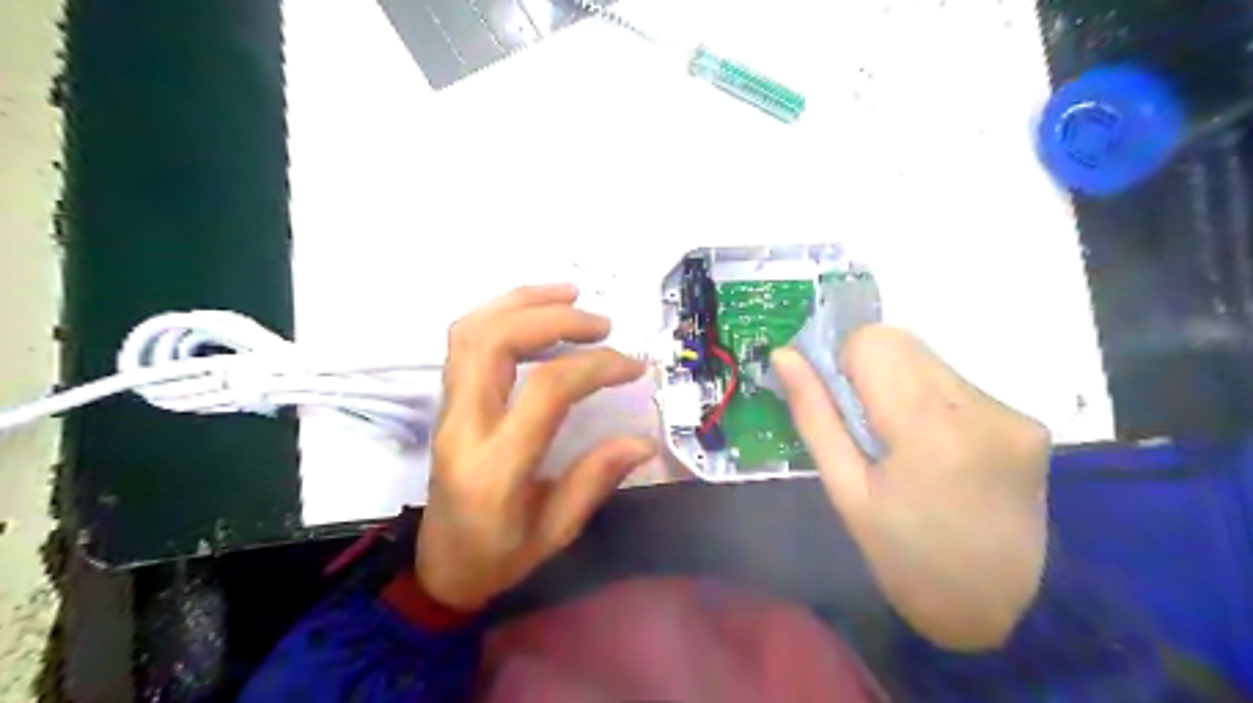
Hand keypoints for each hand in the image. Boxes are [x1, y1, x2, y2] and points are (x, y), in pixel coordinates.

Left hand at [417, 282, 656, 612]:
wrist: (439, 568)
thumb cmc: (499, 557)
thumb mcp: (556, 532)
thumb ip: (596, 480)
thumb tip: (642, 440)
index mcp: (495, 468)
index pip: (545, 391)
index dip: (594, 367)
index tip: (633, 368)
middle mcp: (464, 426)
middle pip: (495, 341)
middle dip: (555, 318)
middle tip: (602, 324)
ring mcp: (448, 409)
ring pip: (473, 331)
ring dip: (524, 302)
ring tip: (572, 296)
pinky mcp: (447, 401)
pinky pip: (466, 340)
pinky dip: (503, 313)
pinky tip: (537, 312)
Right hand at [775, 327, 1049, 649]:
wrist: (996, 608)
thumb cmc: (902, 555)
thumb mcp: (844, 490)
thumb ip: (814, 414)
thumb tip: (784, 354)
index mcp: (929, 431)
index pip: (874, 342)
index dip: (844, 363)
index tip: (841, 405)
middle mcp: (980, 408)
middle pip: (904, 342)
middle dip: (871, 371)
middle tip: (866, 426)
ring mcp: (1012, 413)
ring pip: (930, 358)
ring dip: (902, 384)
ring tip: (903, 443)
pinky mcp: (1029, 421)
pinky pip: (958, 383)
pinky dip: (933, 401)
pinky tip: (935, 448)